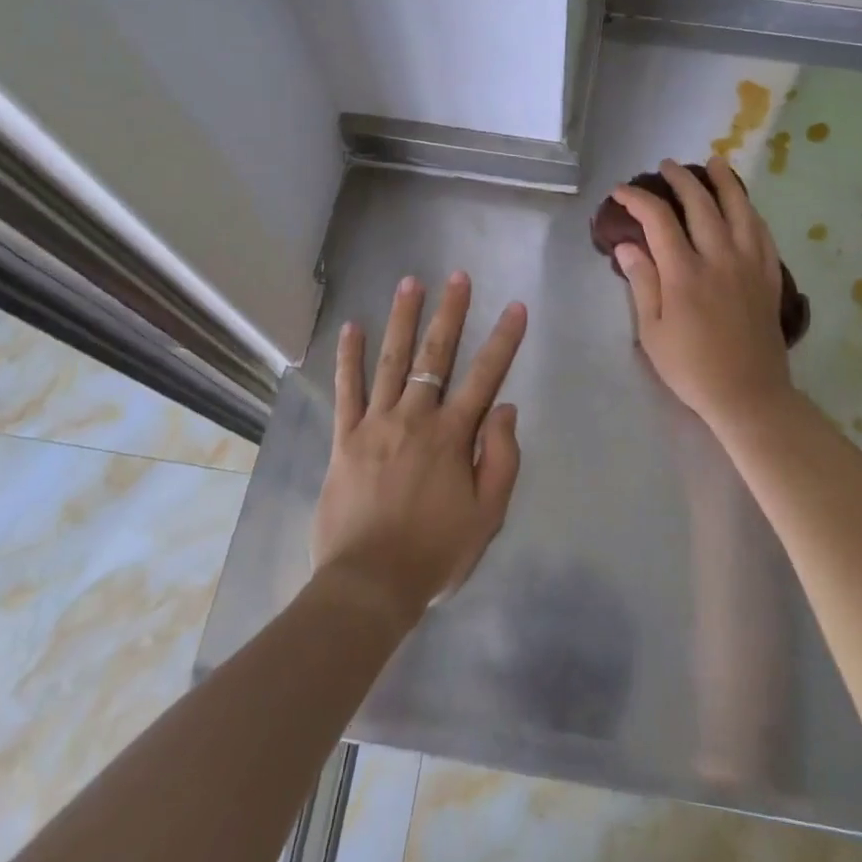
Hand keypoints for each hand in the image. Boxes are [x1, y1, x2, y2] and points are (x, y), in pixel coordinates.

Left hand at [312, 271, 526, 630]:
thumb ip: (500, 458)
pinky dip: (349, 357)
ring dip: (402, 319)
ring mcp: (376, 424)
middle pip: (435, 356)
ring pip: (391, 361)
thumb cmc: (434, 552)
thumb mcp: (487, 516)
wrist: (368, 585)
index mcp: (452, 436)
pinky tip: (351, 327)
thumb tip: (504, 407)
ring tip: (410, 282)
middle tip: (457, 276)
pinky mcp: (345, 438)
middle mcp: (415, 418)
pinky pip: (347, 390)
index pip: (485, 376)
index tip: (516, 307)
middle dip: (450, 312)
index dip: (503, 340)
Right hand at [611, 157, 795, 431]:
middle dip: (680, 179)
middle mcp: (719, 258)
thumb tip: (627, 245)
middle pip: (700, 203)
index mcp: (684, 273)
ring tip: (714, 162)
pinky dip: (750, 211)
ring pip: (739, 209)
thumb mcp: (652, 332)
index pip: (658, 220)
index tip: (621, 191)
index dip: (637, 199)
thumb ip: (641, 283)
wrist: (749, 394)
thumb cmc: (691, 368)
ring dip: (724, 181)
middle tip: (666, 166)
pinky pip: (762, 232)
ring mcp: (749, 264)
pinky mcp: (770, 276)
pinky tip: (744, 204)